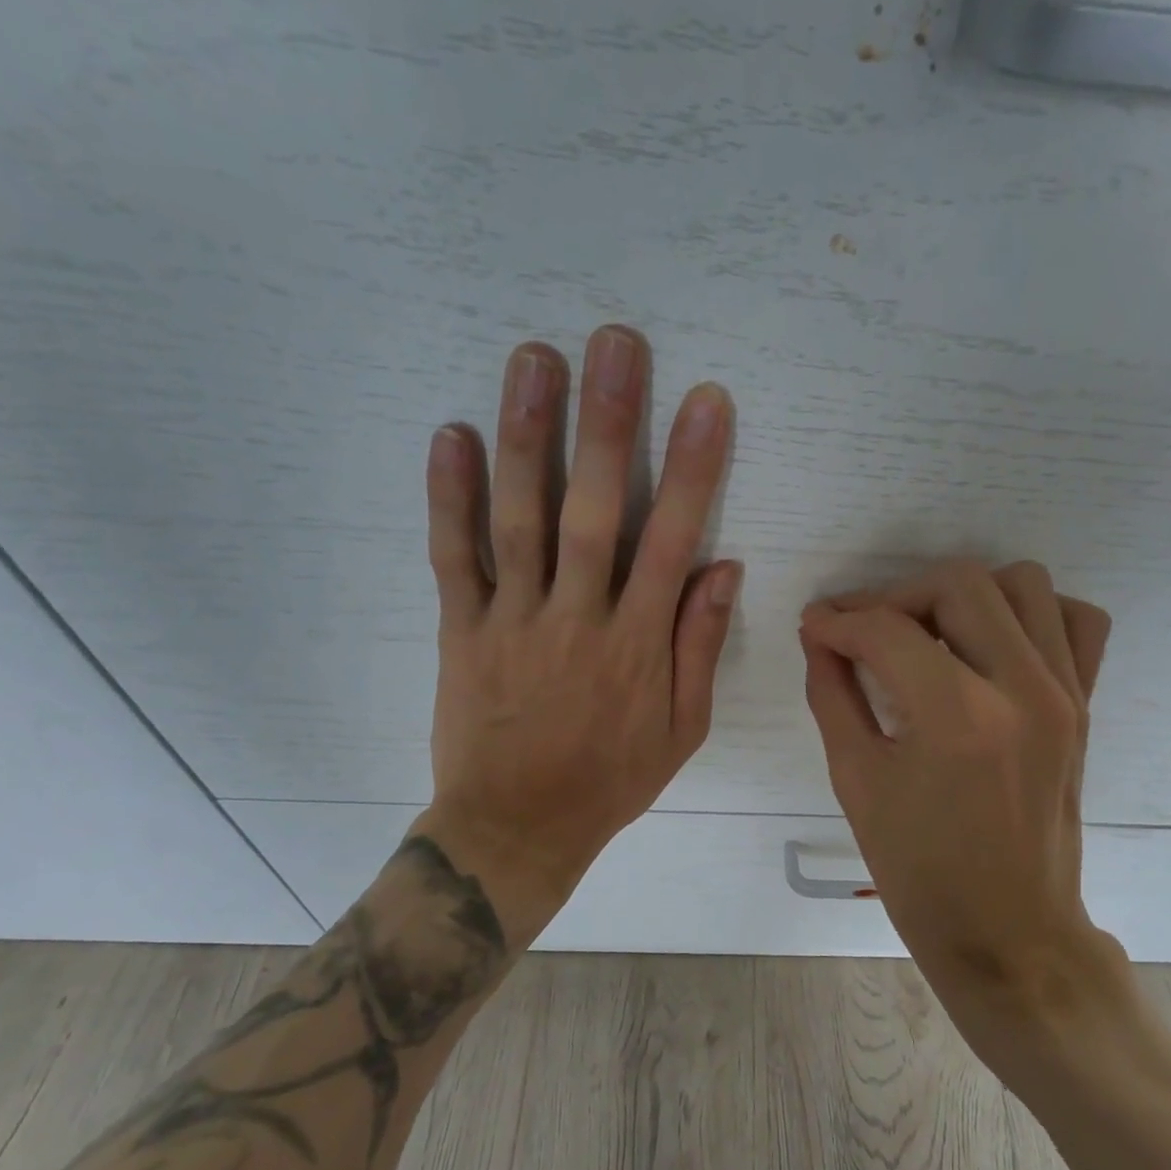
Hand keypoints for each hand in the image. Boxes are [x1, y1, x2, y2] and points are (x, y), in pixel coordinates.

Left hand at [418, 327, 740, 945]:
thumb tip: (721, 567)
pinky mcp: (461, 632)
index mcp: (639, 644)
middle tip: (615, 343)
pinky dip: (449, 497)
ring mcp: (514, 621)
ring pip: (521, 518)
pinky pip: (453, 557)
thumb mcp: (681, 730)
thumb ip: (699, 647)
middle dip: (609, 422)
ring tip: (534, 359)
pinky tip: (452, 435)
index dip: (691, 467)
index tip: (705, 401)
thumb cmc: (610, 780)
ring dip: (530, 436)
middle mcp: (579, 618)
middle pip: (596, 509)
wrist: (518, 827)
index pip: (672, 540)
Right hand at [799, 559, 1127, 1067]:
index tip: (816, 628)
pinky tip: (993, 645)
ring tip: (928, 634)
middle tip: (864, 632)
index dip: (839, 621)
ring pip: (1022, 584)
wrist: (1007, 932)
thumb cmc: (920, 872)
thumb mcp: (856, 782)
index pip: (887, 631)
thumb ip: (833, 696)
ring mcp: (1065, 694)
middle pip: (958, 584)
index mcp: (957, 717)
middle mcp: (1022, 689)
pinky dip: (1032, 614)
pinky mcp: (1084, 706)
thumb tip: (819, 639)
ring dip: (963, 595)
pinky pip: (1074, 622)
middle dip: (895, 597)